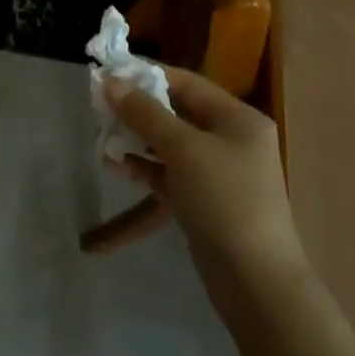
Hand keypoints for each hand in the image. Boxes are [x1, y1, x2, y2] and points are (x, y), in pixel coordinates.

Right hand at [104, 67, 308, 331]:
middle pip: (177, 113)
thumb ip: (145, 114)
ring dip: (137, 140)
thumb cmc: (224, 201)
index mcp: (237, 118)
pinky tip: (116, 167)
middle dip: (138, 110)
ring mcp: (218, 172)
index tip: (108, 74)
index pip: (186, 83)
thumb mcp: (183, 149)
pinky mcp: (204, 201)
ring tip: (102, 139)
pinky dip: (145, 168)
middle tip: (100, 108)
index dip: (147, 76)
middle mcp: (230, 139)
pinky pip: (170, 173)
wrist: (255, 281)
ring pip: (170, 145)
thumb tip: (111, 82)